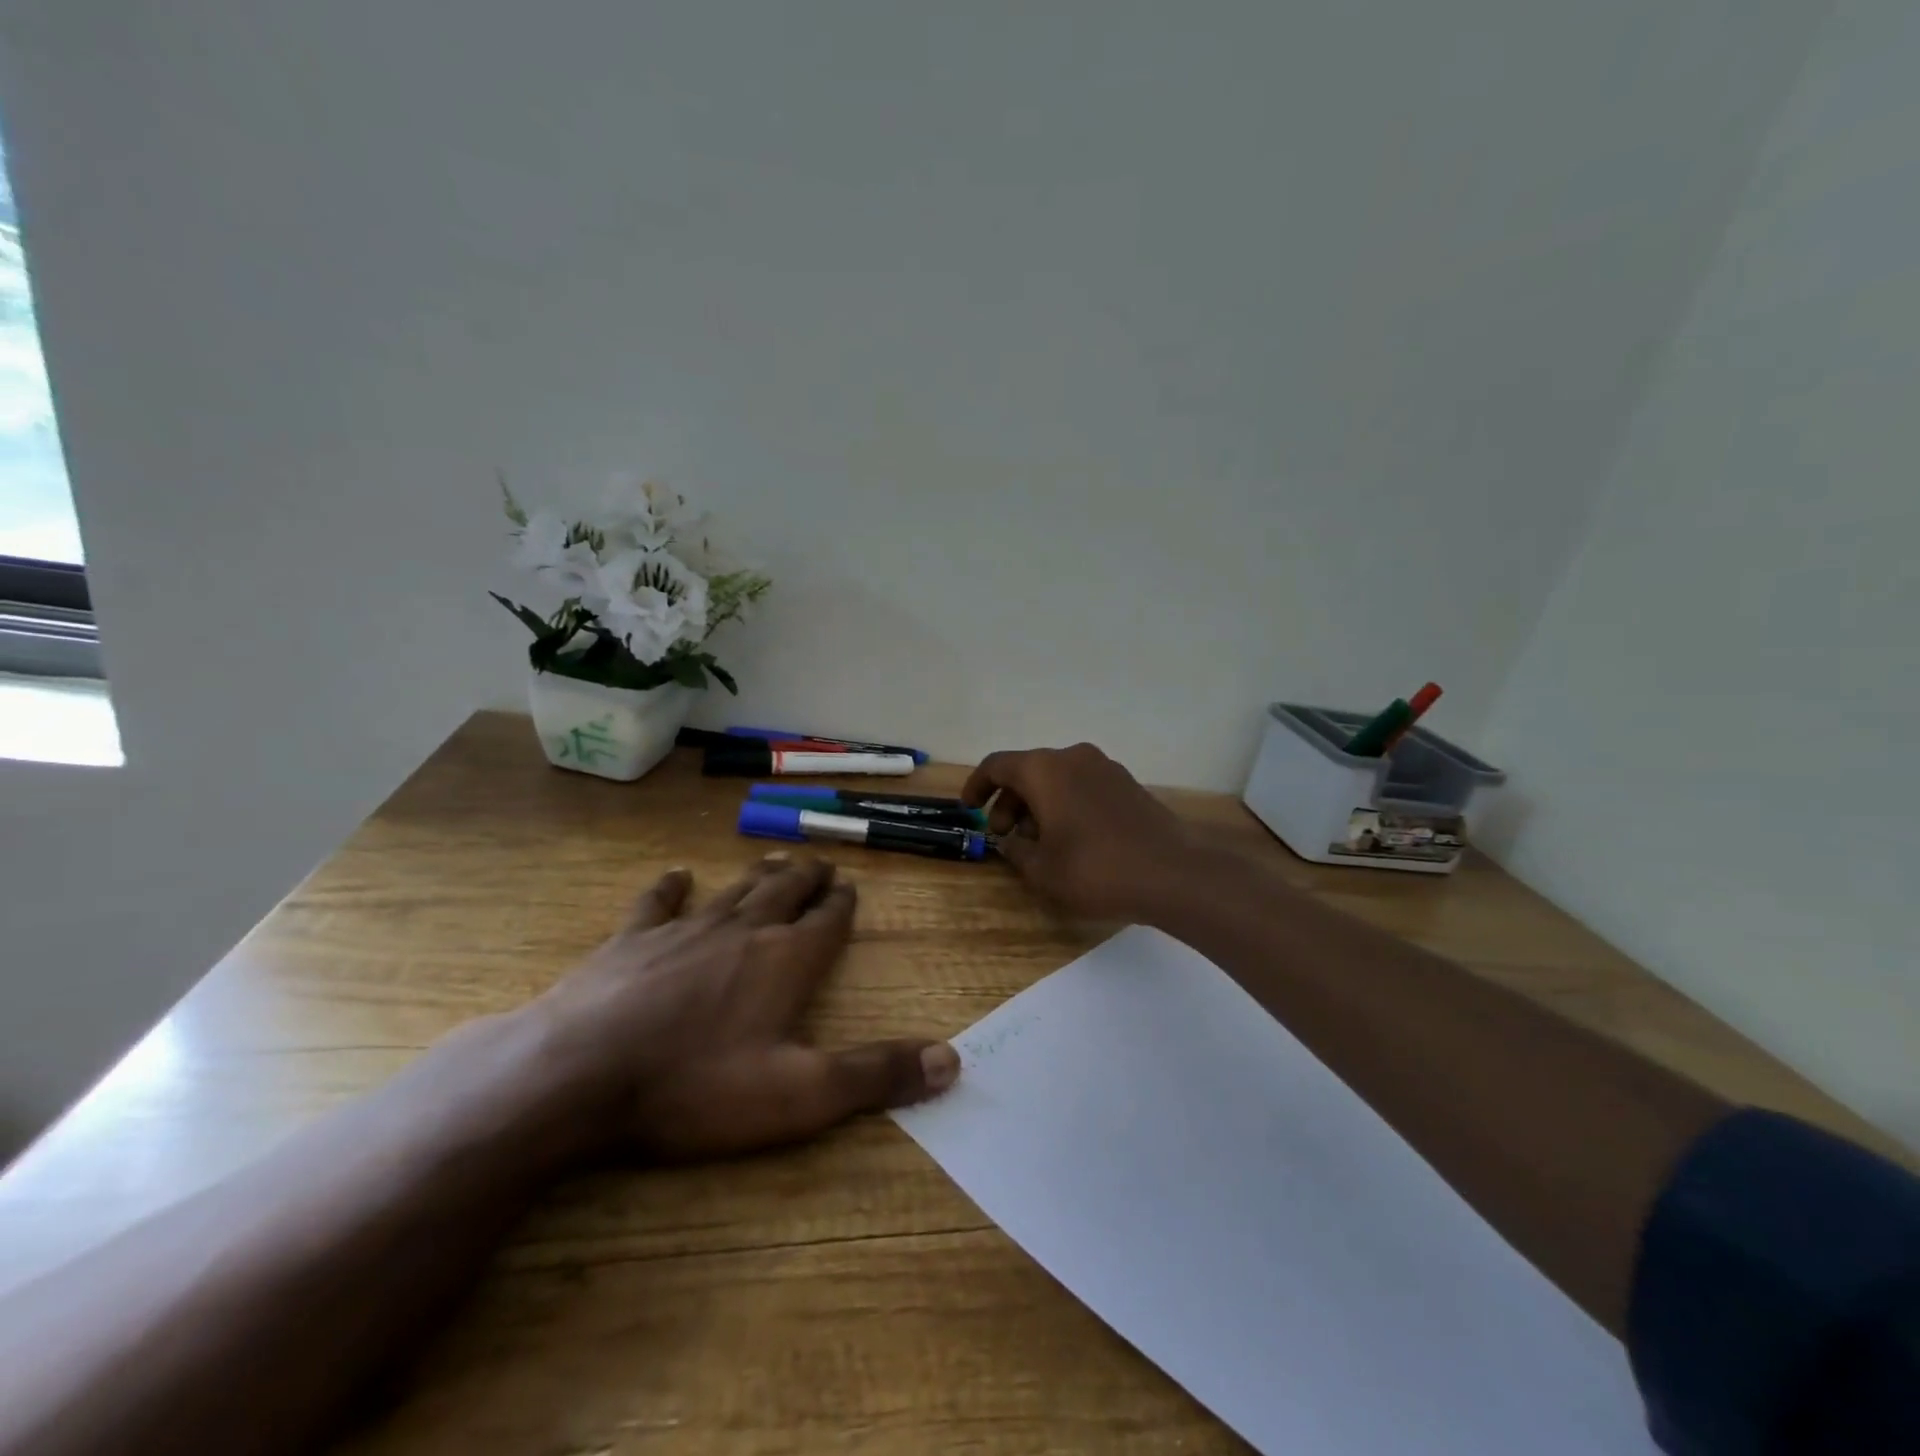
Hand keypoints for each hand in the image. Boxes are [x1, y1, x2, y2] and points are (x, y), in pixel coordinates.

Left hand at [532, 856, 958, 1160]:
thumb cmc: (697, 1086)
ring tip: (775, 858)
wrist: (580, 1074)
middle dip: (807, 878)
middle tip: (821, 863)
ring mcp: (685, 929)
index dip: (841, 904)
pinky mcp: (632, 939)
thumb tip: (952, 1060)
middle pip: (785, 892)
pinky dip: (671, 886)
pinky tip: (678, 875)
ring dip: (759, 874)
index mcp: (786, 961)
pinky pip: (659, 902)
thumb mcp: (800, 1095)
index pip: (827, 921)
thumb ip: (875, 1074)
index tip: (849, 888)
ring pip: (735, 890)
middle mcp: (744, 931)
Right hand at [962, 743, 1195, 922]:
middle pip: (1028, 771)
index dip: (977, 786)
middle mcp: (1073, 757)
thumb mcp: (1041, 870)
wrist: (1172, 874)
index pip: (997, 765)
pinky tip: (1071, 838)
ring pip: (1057, 778)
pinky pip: (1083, 785)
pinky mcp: (1128, 784)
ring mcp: (1105, 767)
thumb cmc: (1094, 870)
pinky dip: (1066, 803)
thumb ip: (1016, 850)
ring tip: (1038, 842)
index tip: (970, 810)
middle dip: (1010, 802)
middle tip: (1005, 836)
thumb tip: (1012, 841)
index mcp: (1044, 770)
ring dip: (1038, 804)